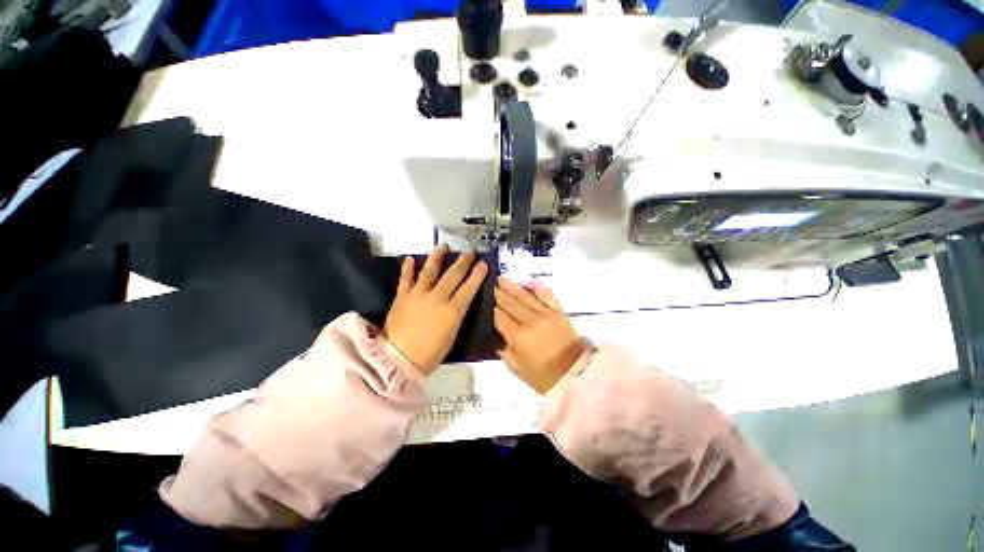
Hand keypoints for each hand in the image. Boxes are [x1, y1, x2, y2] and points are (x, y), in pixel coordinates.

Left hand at [382, 245, 487, 374]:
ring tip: (442, 246)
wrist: (398, 359)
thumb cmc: (430, 353)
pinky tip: (411, 258)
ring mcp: (418, 295)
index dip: (477, 275)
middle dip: (463, 262)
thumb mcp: (452, 334)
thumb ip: (456, 315)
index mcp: (452, 310)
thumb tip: (459, 302)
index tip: (483, 264)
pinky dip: (408, 268)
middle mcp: (437, 298)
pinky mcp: (402, 296)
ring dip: (437, 257)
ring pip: (429, 271)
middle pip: (452, 275)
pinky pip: (406, 279)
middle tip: (469, 252)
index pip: (469, 288)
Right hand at [494, 278, 585, 392]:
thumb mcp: (516, 368)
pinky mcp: (558, 311)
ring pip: (525, 295)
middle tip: (488, 284)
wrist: (575, 375)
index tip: (481, 299)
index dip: (489, 307)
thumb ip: (501, 349)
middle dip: (497, 292)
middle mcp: (531, 320)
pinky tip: (527, 282)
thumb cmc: (543, 376)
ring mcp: (546, 313)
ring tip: (501, 279)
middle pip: (509, 302)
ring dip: (511, 286)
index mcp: (518, 336)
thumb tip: (492, 333)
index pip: (499, 316)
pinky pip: (546, 294)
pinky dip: (537, 286)